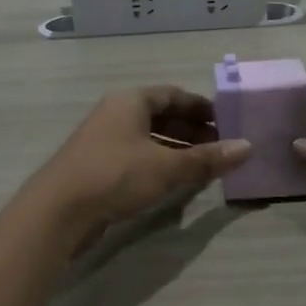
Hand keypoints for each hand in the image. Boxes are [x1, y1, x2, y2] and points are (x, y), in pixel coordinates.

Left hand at [30, 87, 251, 232]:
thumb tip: (248, 147)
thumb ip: (207, 158)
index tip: (227, 122)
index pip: (173, 95)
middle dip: (192, 130)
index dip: (201, 107)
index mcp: (130, 101)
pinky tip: (175, 181)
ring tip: (204, 165)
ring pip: (149, 138)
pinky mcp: (97, 166)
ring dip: (177, 148)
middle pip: (161, 115)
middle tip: (221, 146)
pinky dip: (159, 163)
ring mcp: (103, 140)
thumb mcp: (167, 166)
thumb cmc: (115, 176)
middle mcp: (115, 113)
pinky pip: (137, 156)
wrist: (57, 210)